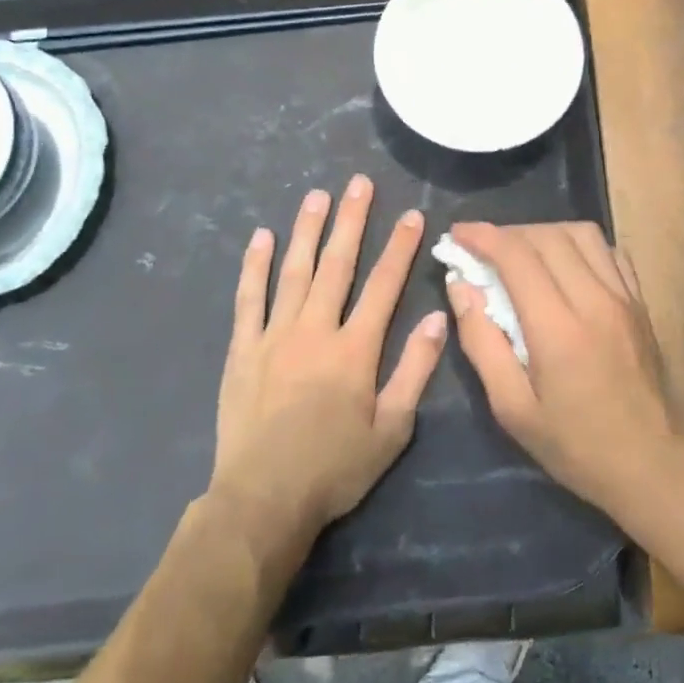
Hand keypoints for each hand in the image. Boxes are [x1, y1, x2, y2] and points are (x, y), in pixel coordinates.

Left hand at [210, 175, 447, 548]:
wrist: (263, 500)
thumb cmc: (334, 468)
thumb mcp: (391, 429)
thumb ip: (415, 370)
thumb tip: (440, 318)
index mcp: (355, 349)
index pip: (384, 285)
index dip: (400, 247)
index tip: (411, 214)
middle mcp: (315, 330)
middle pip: (338, 265)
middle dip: (351, 221)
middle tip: (358, 183)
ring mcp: (274, 335)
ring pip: (294, 271)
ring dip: (307, 230)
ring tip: (316, 195)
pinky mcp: (244, 349)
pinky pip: (248, 298)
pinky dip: (255, 266)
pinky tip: (262, 237)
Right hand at [447, 221, 679, 516]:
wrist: (650, 464)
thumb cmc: (573, 444)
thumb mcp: (511, 407)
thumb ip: (481, 341)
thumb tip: (460, 286)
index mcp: (558, 329)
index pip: (516, 256)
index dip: (482, 236)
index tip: (457, 234)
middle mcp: (594, 300)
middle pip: (547, 236)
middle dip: (508, 233)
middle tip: (483, 249)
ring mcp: (623, 297)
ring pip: (582, 234)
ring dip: (544, 233)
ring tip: (522, 253)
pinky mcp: (640, 302)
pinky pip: (609, 251)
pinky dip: (579, 245)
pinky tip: (564, 264)